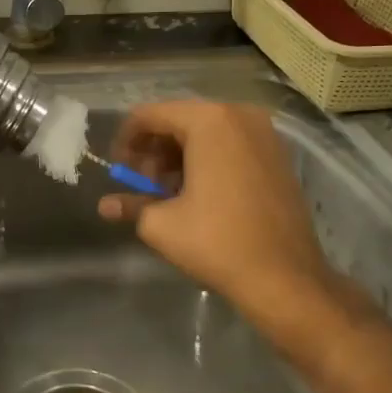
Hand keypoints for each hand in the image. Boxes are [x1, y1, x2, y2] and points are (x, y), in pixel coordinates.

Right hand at [98, 101, 364, 332]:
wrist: (285, 277)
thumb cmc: (216, 242)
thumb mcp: (161, 224)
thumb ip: (130, 204)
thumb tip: (106, 206)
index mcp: (209, 121)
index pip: (151, 115)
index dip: (127, 139)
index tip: (117, 169)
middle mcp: (240, 115)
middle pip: (180, 120)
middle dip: (154, 150)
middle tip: (141, 184)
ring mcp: (265, 134)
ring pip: (207, 133)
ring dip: (179, 156)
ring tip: (166, 193)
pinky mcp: (278, 156)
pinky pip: (231, 145)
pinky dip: (207, 160)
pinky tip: (197, 194)